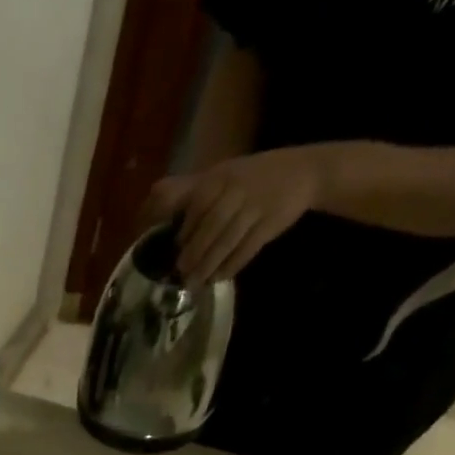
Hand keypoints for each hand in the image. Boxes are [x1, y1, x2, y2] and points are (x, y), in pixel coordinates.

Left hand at [143, 145, 326, 283]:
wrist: (304, 171)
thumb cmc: (250, 178)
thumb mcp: (221, 175)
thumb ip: (190, 193)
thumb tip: (150, 213)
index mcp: (220, 178)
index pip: (197, 208)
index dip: (184, 233)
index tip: (171, 253)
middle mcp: (237, 190)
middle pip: (211, 228)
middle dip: (193, 255)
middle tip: (180, 274)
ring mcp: (256, 206)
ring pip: (227, 241)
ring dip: (209, 266)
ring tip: (195, 283)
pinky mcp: (271, 223)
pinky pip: (247, 249)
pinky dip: (231, 266)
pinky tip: (219, 278)